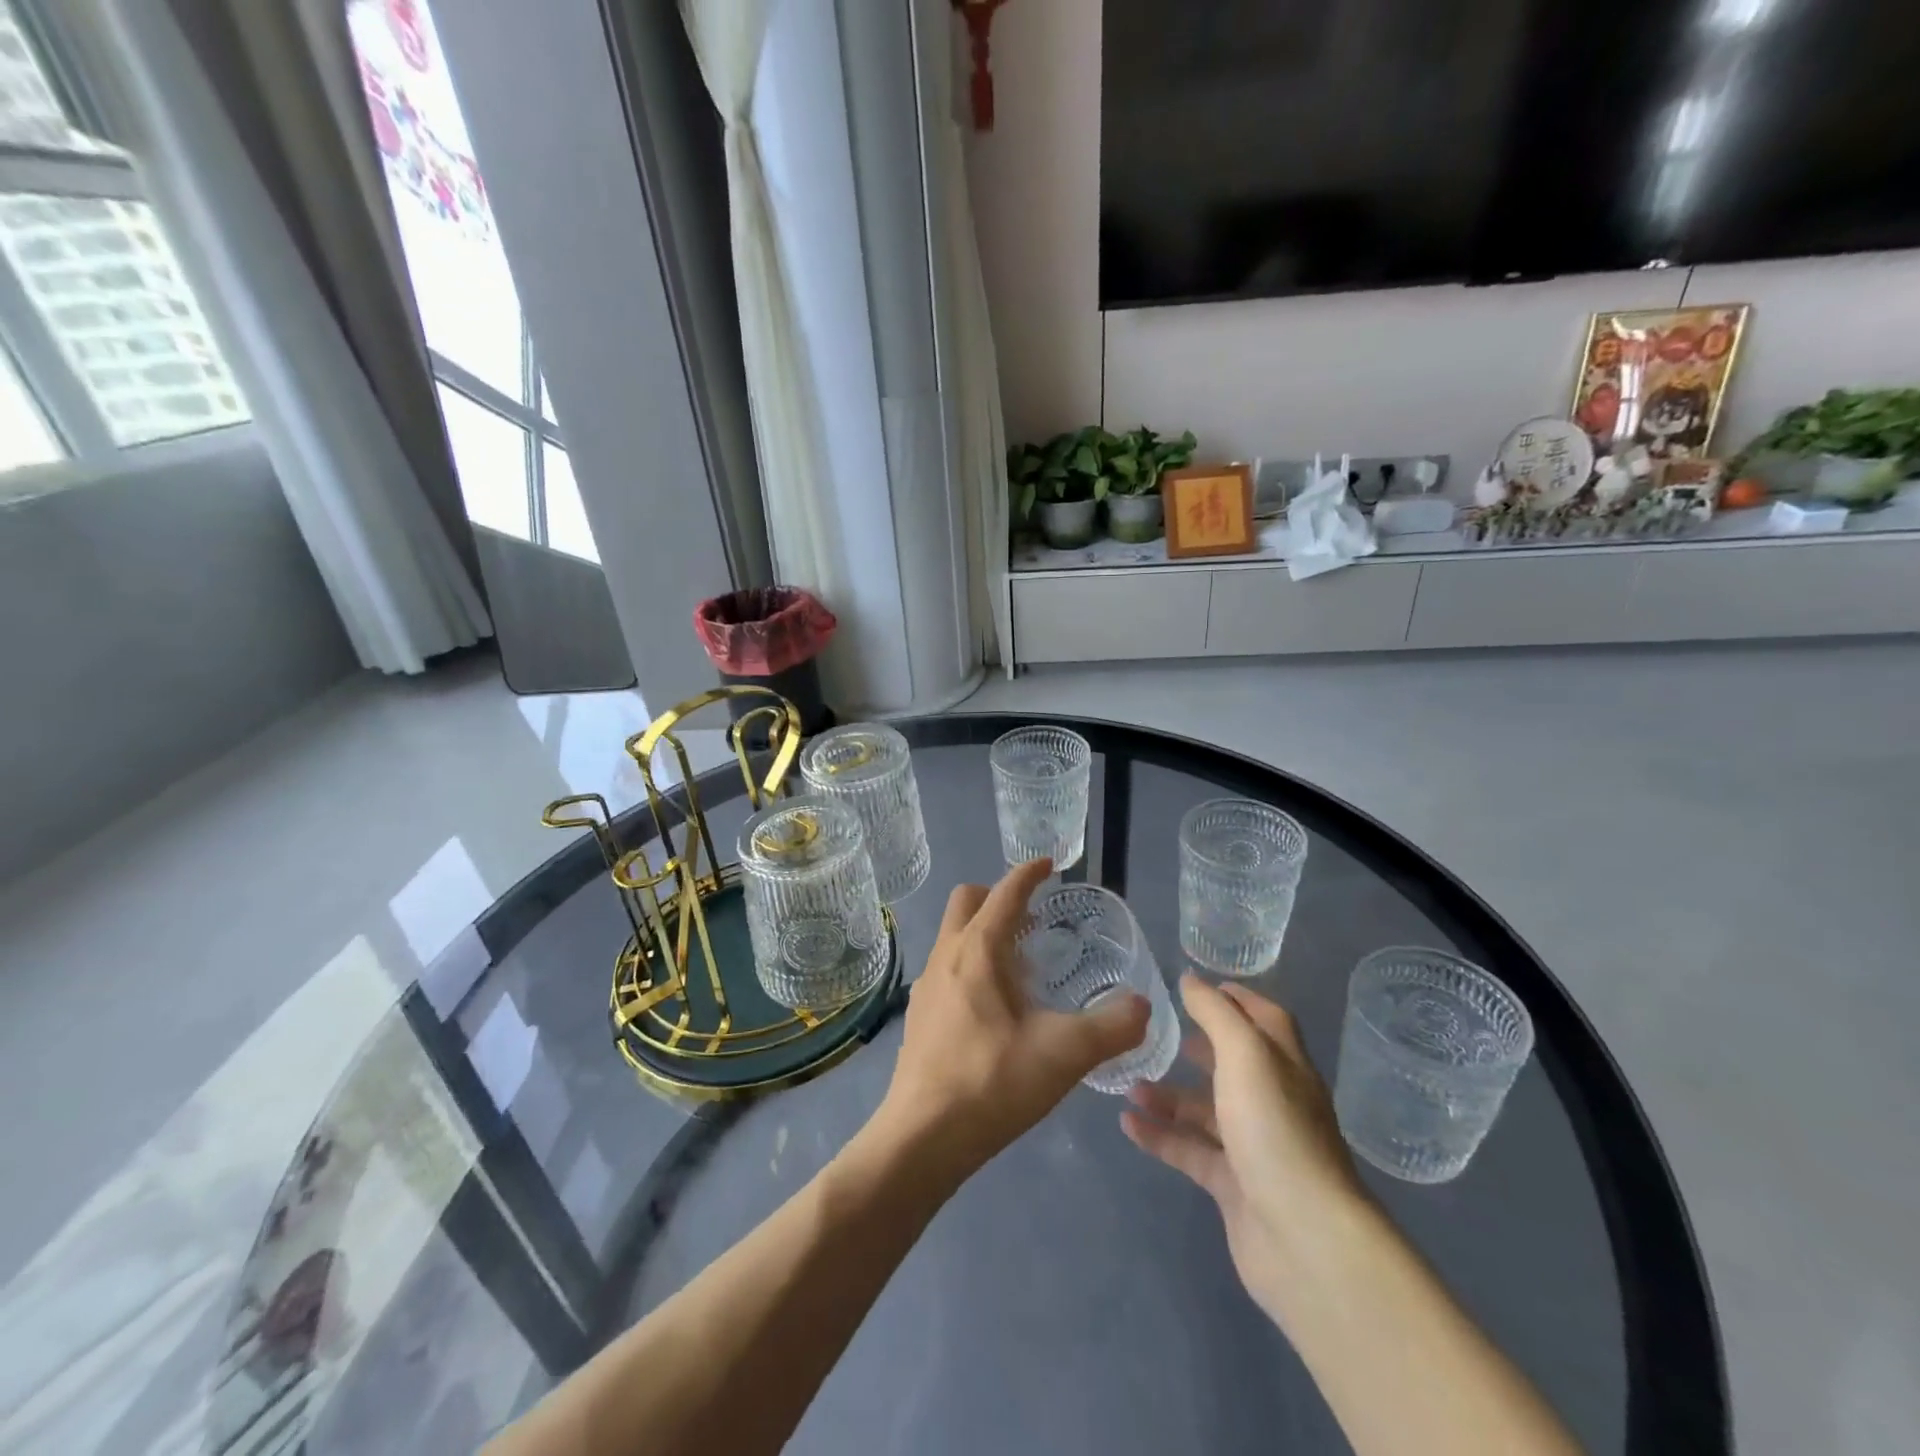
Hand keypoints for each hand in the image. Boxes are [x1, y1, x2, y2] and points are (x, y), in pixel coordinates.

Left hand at [871, 858, 1150, 1183]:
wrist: (922, 1138)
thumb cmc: (992, 1082)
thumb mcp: (1064, 1053)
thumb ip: (1112, 1027)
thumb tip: (1143, 1005)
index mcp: (977, 949)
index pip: (1004, 893)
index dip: (1028, 873)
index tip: (1049, 864)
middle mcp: (945, 955)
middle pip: (967, 901)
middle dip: (999, 896)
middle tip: (1035, 917)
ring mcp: (926, 985)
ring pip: (954, 935)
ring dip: (985, 932)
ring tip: (1022, 964)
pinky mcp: (919, 1015)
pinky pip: (947, 967)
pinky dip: (972, 963)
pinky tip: (996, 1007)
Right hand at [1121, 975, 1367, 1323]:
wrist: (1304, 1239)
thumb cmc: (1274, 1128)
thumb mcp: (1245, 1054)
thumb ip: (1215, 1013)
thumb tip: (1190, 978)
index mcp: (1285, 1066)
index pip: (1266, 1020)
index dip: (1238, 999)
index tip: (1200, 985)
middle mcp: (1273, 1102)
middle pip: (1234, 1065)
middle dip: (1200, 1047)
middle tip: (1160, 1032)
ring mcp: (1254, 1147)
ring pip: (1206, 1111)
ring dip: (1169, 1095)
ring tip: (1128, 1083)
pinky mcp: (1233, 1186)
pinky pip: (1190, 1151)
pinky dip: (1160, 1136)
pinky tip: (1127, 1124)